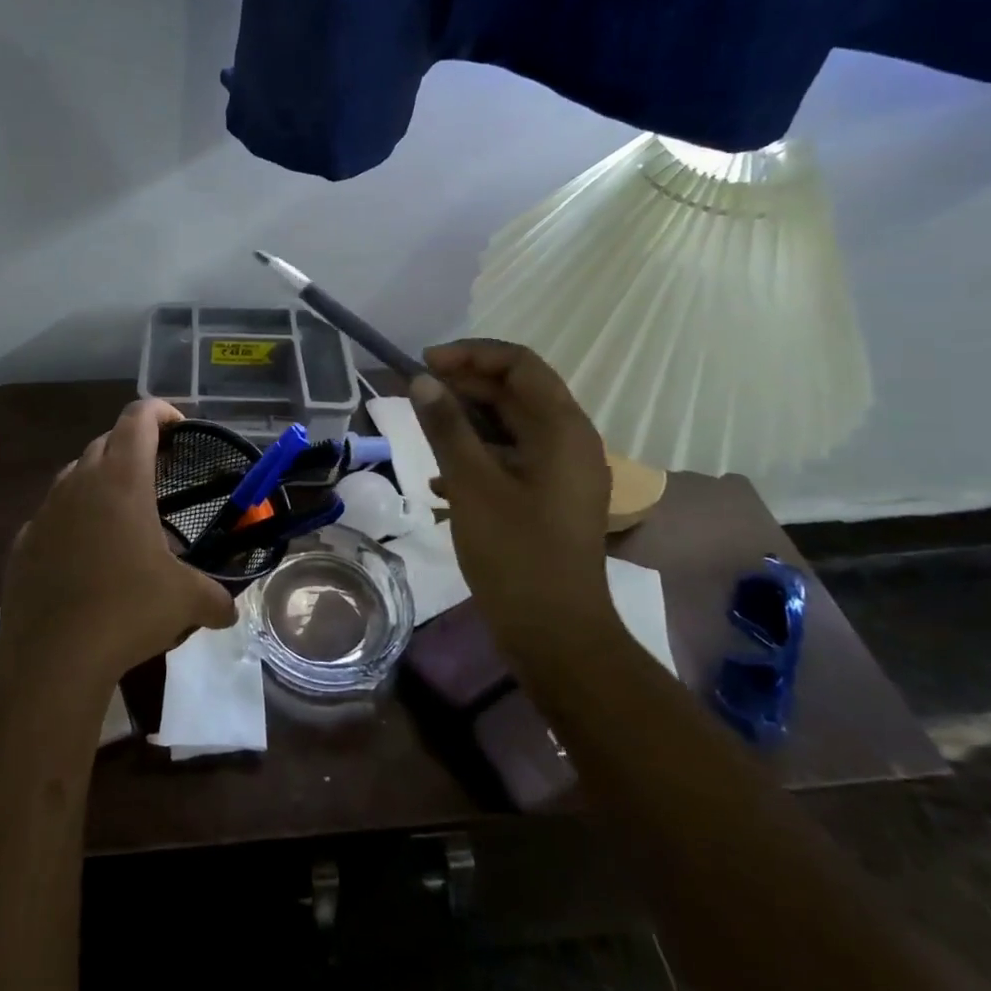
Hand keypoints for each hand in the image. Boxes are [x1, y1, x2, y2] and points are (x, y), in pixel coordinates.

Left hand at [0, 399, 238, 687]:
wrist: (52, 658)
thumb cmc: (127, 611)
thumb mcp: (185, 602)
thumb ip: (215, 598)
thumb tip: (230, 611)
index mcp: (122, 480)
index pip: (139, 418)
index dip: (161, 411)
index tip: (180, 426)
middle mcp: (80, 483)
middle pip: (106, 441)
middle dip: (133, 446)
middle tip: (158, 473)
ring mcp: (45, 511)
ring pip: (75, 474)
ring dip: (101, 480)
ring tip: (123, 512)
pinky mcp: (23, 543)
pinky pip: (52, 515)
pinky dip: (73, 519)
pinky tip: (86, 553)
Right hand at [409, 340, 613, 635]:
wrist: (556, 635)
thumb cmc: (515, 553)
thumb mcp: (472, 484)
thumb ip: (446, 427)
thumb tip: (422, 381)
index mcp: (563, 429)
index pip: (520, 364)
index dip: (471, 355)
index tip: (425, 364)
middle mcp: (572, 441)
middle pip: (518, 391)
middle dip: (466, 385)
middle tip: (418, 394)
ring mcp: (564, 472)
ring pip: (513, 425)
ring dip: (469, 421)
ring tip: (425, 431)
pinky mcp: (552, 497)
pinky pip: (514, 457)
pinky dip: (480, 455)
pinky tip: (442, 480)